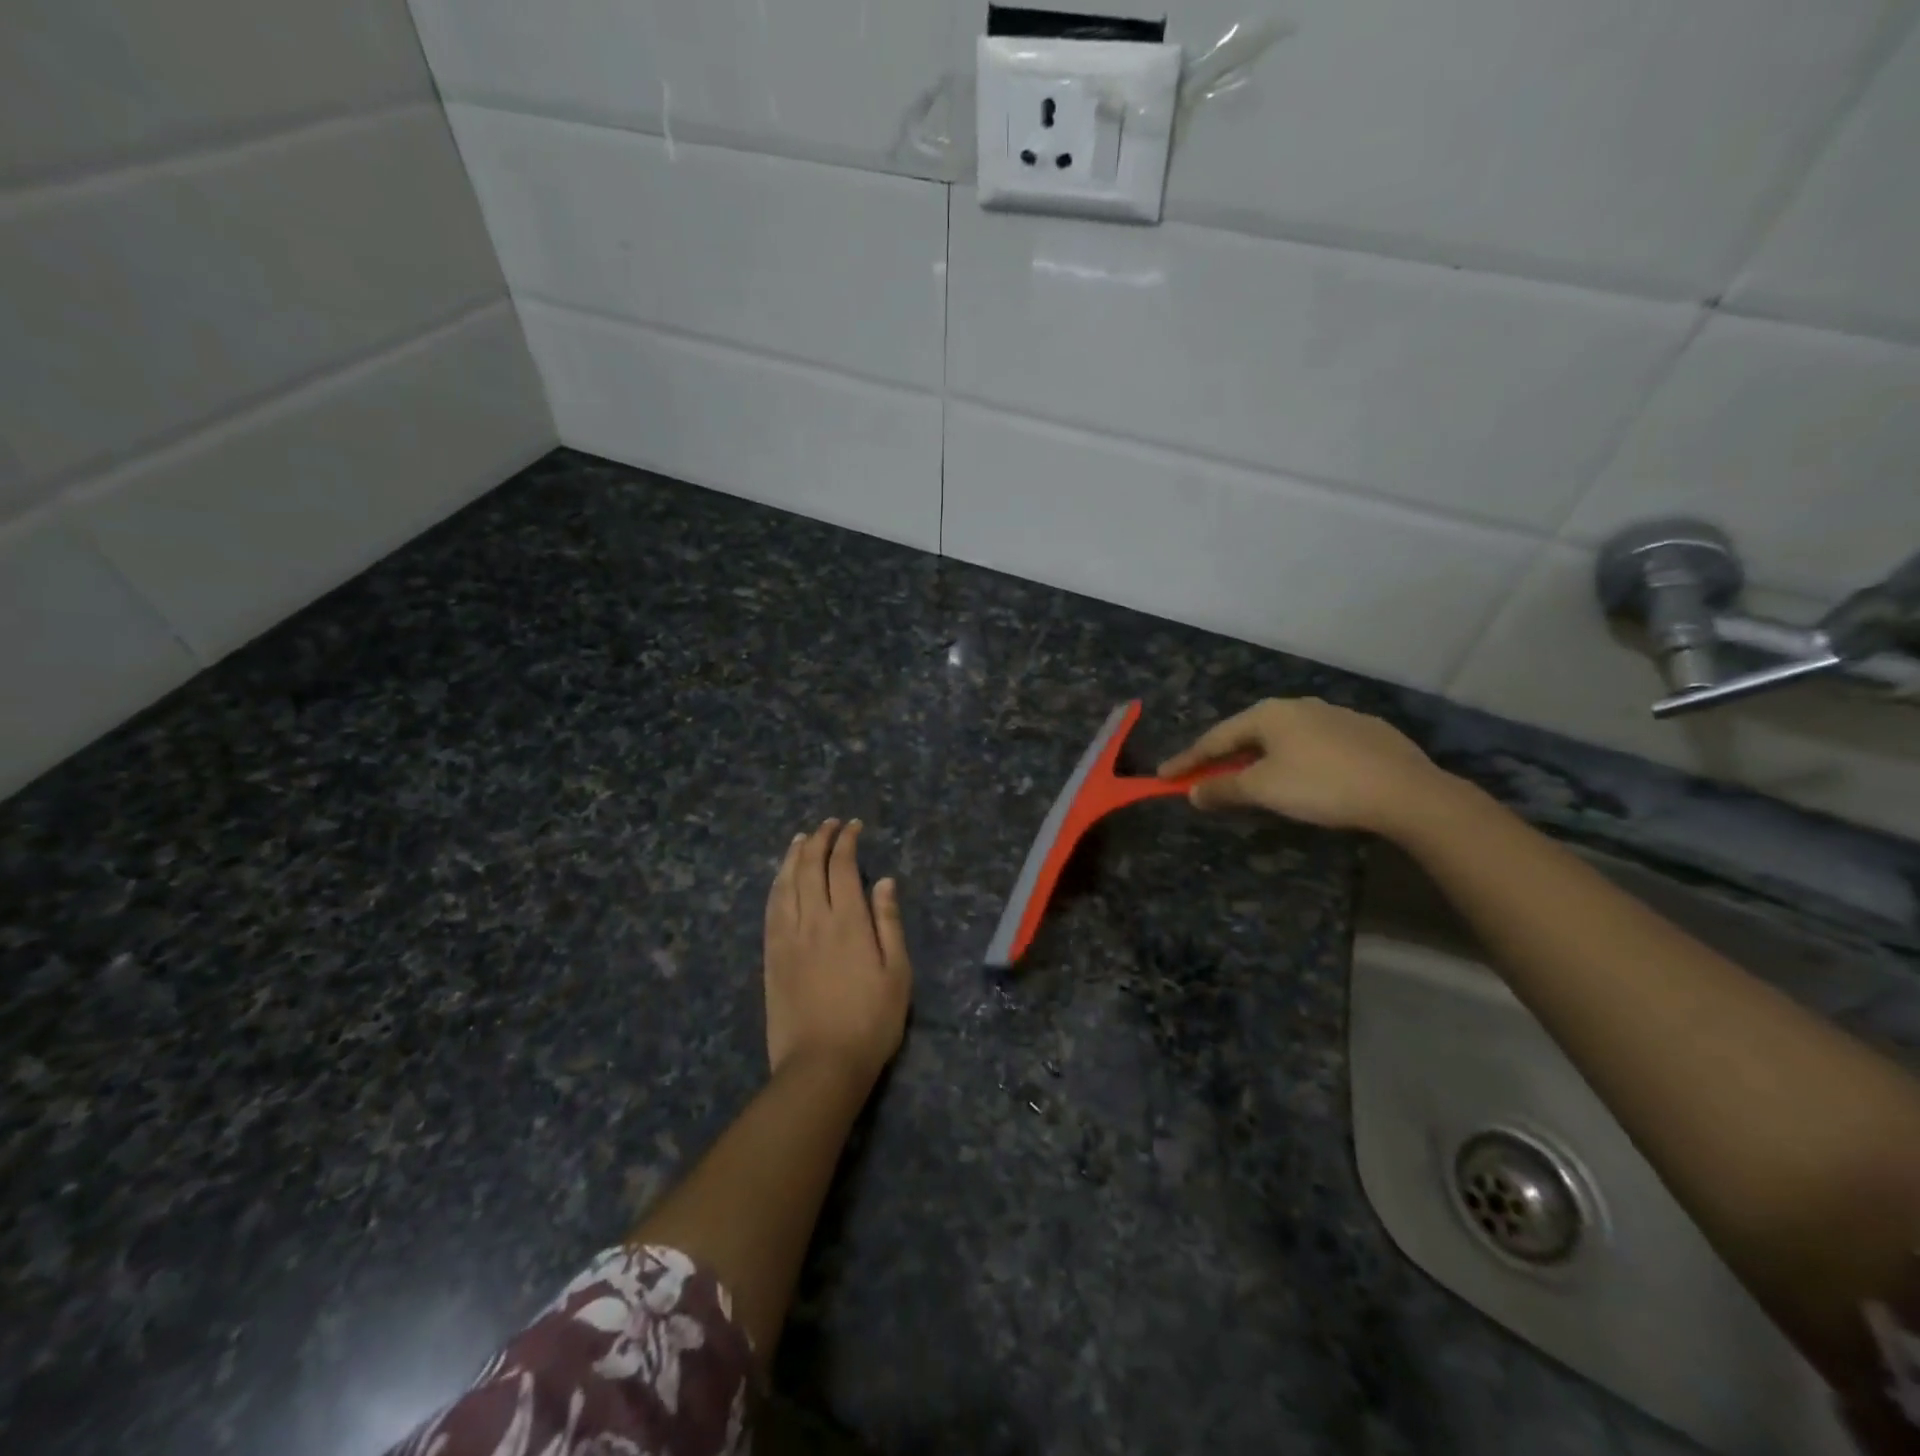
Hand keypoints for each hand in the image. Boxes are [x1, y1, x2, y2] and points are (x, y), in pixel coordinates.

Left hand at [763, 819, 912, 1084]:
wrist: (822, 1064)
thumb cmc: (871, 1021)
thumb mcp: (898, 973)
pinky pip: (770, 908)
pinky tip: (780, 878)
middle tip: (829, 825)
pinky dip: (776, 884)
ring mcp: (787, 937)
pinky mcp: (771, 956)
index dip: (847, 841)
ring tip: (801, 838)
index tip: (853, 826)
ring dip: (793, 856)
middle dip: (820, 840)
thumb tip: (884, 881)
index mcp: (848, 922)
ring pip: (786, 883)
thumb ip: (889, 922)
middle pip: (810, 867)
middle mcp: (813, 920)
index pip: (842, 866)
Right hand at [1157, 698, 1450, 837]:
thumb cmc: (1321, 786)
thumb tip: (1193, 792)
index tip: (1164, 776)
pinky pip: (1317, 745)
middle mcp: (1299, 706)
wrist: (1405, 791)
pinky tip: (1306, 776)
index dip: (1187, 760)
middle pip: (1249, 734)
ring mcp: (1336, 715)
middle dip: (1224, 757)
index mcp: (1269, 714)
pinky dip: (1298, 759)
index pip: (1215, 738)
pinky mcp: (1366, 732)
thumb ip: (1223, 789)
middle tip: (1206, 777)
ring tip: (1254, 779)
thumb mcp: (1263, 790)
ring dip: (1261, 758)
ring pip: (1285, 738)